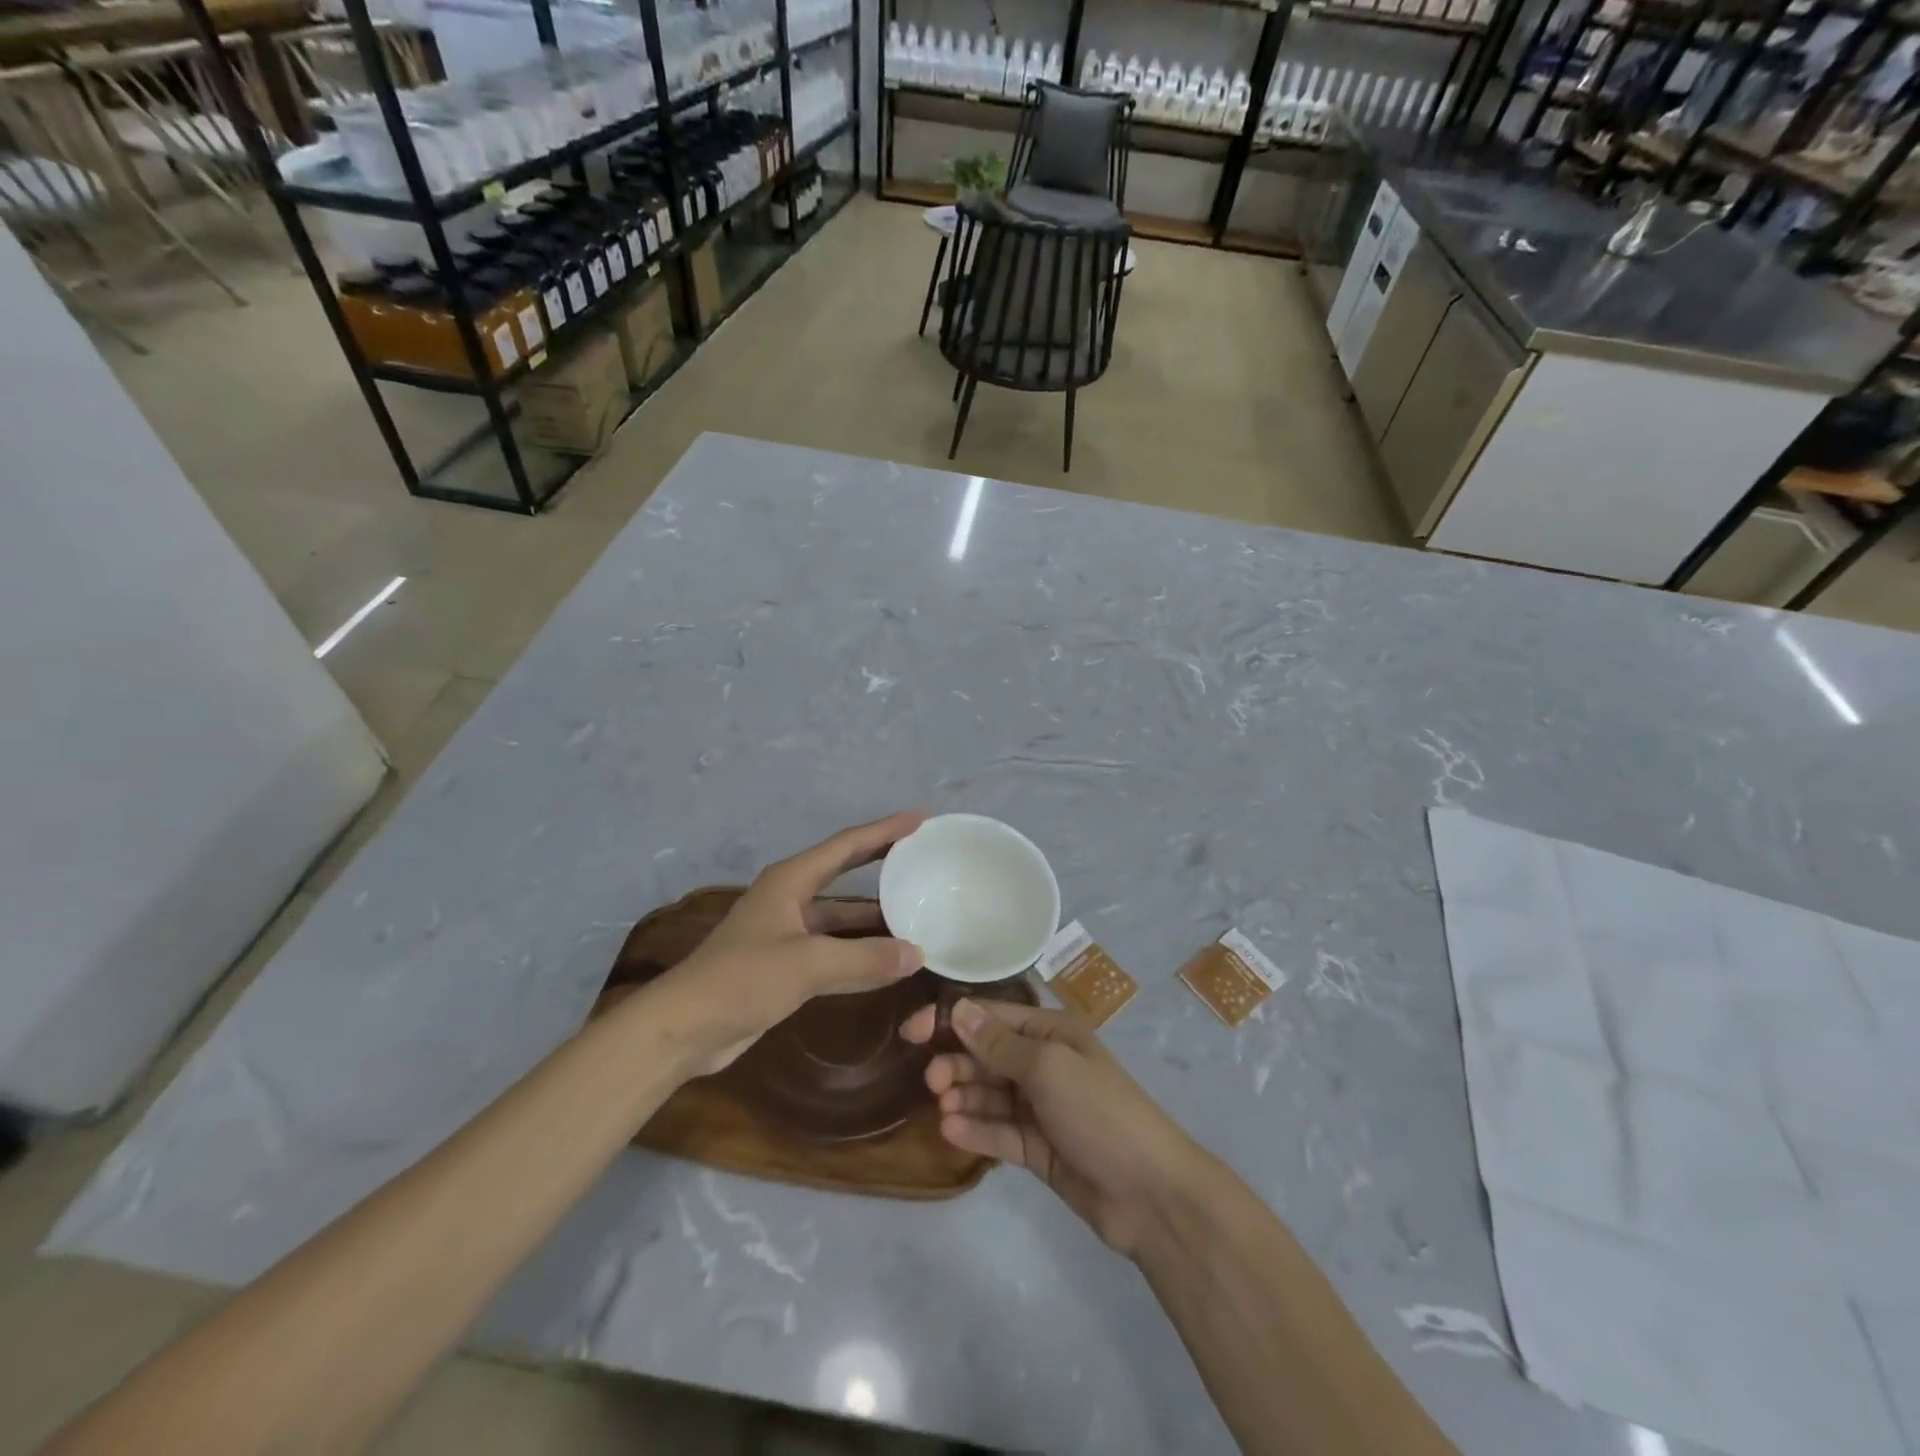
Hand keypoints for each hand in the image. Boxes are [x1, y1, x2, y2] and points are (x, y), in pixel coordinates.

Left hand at [656, 812, 926, 1073]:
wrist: (684, 1028)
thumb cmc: (741, 980)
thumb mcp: (807, 964)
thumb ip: (864, 959)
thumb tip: (917, 954)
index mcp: (790, 881)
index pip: (846, 846)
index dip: (883, 830)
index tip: (919, 819)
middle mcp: (790, 898)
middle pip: (844, 871)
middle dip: (880, 861)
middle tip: (920, 853)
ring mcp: (787, 931)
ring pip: (840, 914)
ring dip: (873, 913)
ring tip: (915, 907)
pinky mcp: (786, 964)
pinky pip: (834, 947)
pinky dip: (860, 949)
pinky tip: (887, 958)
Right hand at [900, 998, 1202, 1256]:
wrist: (1149, 1192)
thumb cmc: (1099, 1111)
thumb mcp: (1048, 1067)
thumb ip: (999, 1044)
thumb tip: (959, 1011)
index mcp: (1052, 1033)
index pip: (993, 1017)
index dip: (953, 1021)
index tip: (913, 1032)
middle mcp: (1044, 1064)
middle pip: (988, 1056)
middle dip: (958, 1063)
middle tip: (932, 1082)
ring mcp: (1041, 1108)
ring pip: (990, 1095)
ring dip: (964, 1097)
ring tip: (944, 1108)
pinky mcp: (1037, 1148)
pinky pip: (999, 1132)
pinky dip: (977, 1130)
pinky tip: (953, 1132)